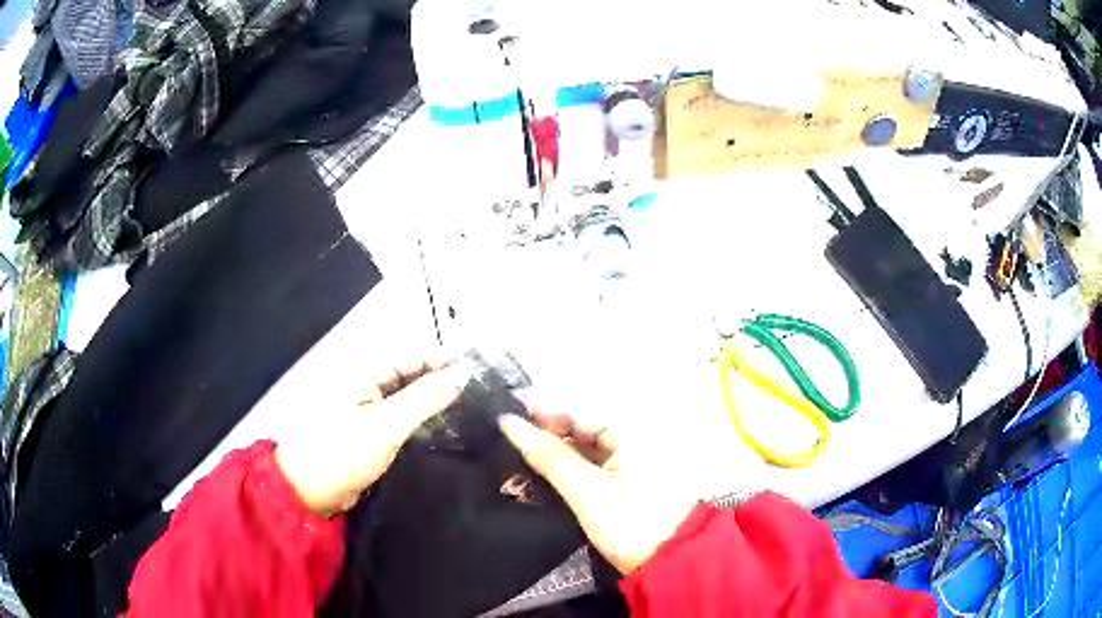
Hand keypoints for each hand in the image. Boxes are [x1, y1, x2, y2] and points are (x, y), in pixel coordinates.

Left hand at [275, 358, 468, 515]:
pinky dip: (419, 426)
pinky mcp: (366, 435)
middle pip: (410, 377)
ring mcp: (364, 411)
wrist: (307, 493)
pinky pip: (398, 423)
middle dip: (440, 386)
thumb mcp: (386, 424)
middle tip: (479, 401)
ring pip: (406, 402)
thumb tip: (463, 372)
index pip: (411, 356)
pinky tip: (444, 436)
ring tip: (470, 418)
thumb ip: (425, 397)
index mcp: (362, 371)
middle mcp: (363, 385)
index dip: (443, 363)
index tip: (477, 378)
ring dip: (432, 408)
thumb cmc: (341, 452)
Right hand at [499, 412, 697, 574]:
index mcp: (631, 432)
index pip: (578, 410)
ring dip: (550, 457)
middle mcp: (631, 440)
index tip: (502, 414)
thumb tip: (509, 422)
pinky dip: (564, 474)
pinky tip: (536, 481)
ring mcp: (628, 464)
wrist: (670, 564)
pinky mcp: (623, 485)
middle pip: (578, 429)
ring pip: (581, 451)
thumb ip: (549, 456)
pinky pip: (588, 469)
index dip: (541, 410)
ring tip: (511, 464)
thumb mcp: (587, 491)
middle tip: (502, 442)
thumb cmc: (631, 524)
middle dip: (542, 435)